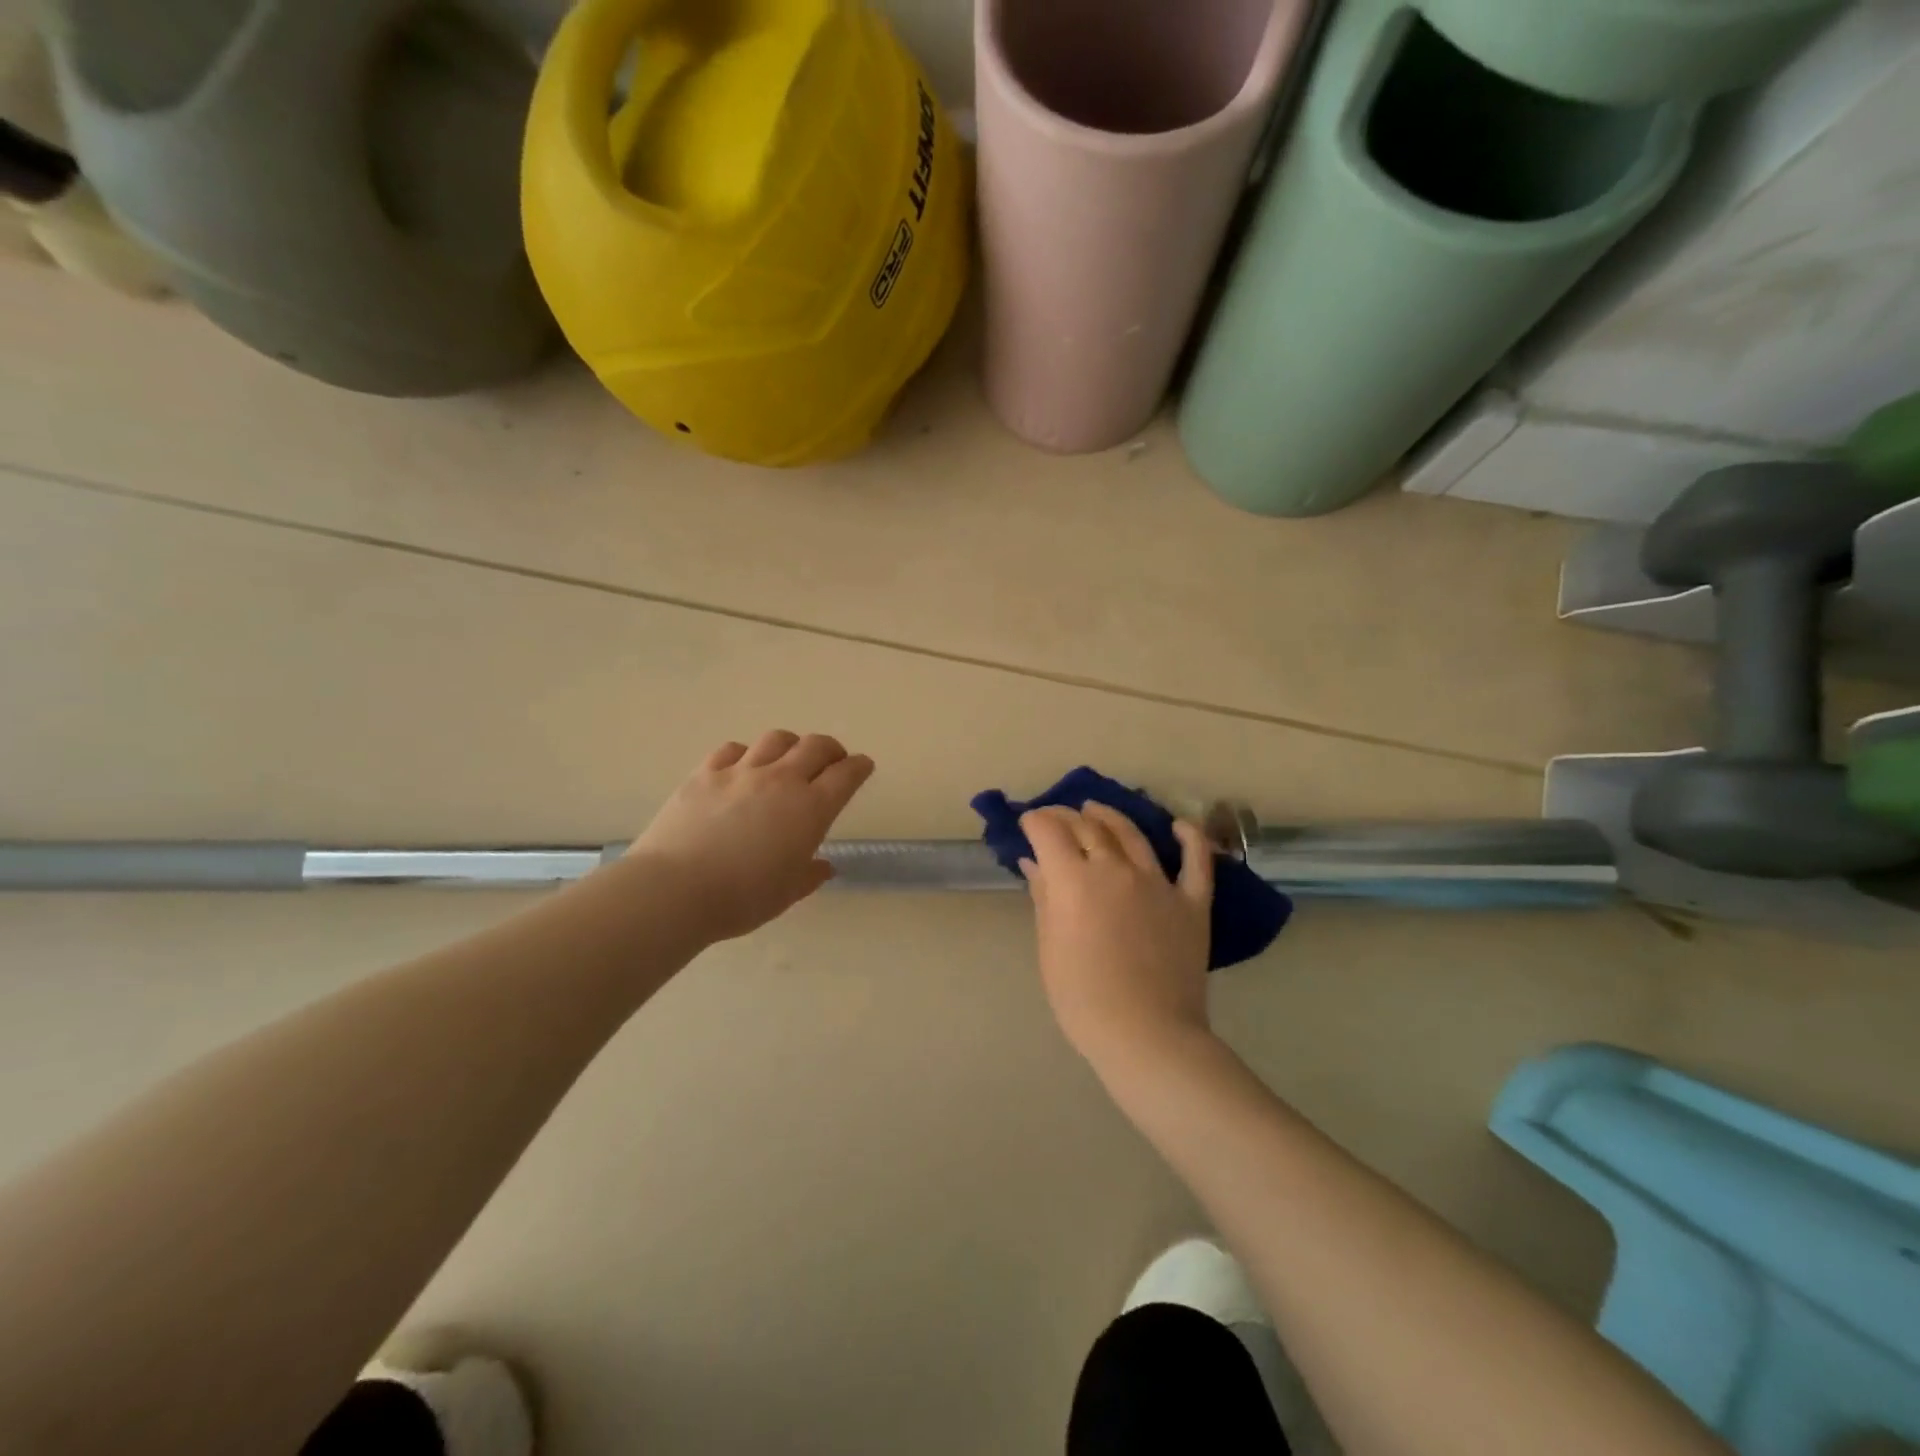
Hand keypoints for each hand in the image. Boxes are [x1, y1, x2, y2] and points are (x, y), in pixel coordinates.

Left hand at [626, 732, 874, 943]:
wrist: (675, 890)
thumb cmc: (741, 898)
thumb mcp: (787, 893)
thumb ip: (809, 875)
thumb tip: (824, 866)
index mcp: (811, 809)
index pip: (846, 775)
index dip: (859, 767)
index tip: (863, 766)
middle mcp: (781, 781)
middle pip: (816, 746)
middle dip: (831, 749)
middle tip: (832, 760)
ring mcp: (741, 772)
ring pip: (776, 739)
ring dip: (791, 745)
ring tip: (789, 758)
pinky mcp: (705, 773)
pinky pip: (732, 749)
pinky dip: (746, 753)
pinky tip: (742, 767)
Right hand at [1020, 803, 1215, 1069]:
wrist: (1146, 1033)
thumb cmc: (1083, 997)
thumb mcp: (1050, 946)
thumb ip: (1044, 897)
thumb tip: (1035, 862)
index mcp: (1074, 880)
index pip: (1049, 831)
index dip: (1035, 821)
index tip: (1028, 823)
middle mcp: (1115, 869)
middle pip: (1087, 826)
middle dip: (1065, 816)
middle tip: (1054, 818)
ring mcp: (1158, 882)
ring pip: (1132, 834)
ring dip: (1110, 816)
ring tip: (1096, 810)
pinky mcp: (1191, 901)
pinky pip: (1196, 862)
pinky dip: (1190, 838)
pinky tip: (1180, 826)